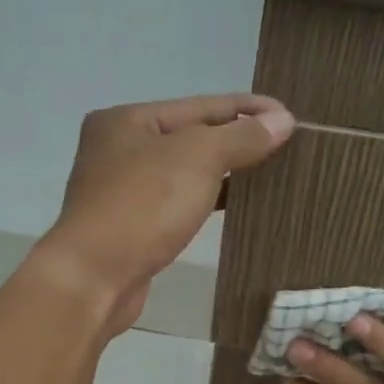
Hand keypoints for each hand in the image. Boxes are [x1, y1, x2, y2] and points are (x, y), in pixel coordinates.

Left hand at [35, 95, 295, 334]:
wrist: (94, 278)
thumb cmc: (142, 206)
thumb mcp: (198, 158)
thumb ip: (241, 137)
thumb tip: (283, 121)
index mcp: (126, 120)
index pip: (199, 105)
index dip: (247, 109)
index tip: (289, 115)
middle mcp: (118, 149)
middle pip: (190, 136)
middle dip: (236, 139)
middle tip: (284, 144)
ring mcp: (121, 191)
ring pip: (184, 172)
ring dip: (224, 171)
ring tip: (269, 172)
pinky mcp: (130, 227)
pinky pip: (178, 202)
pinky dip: (207, 199)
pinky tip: (236, 204)